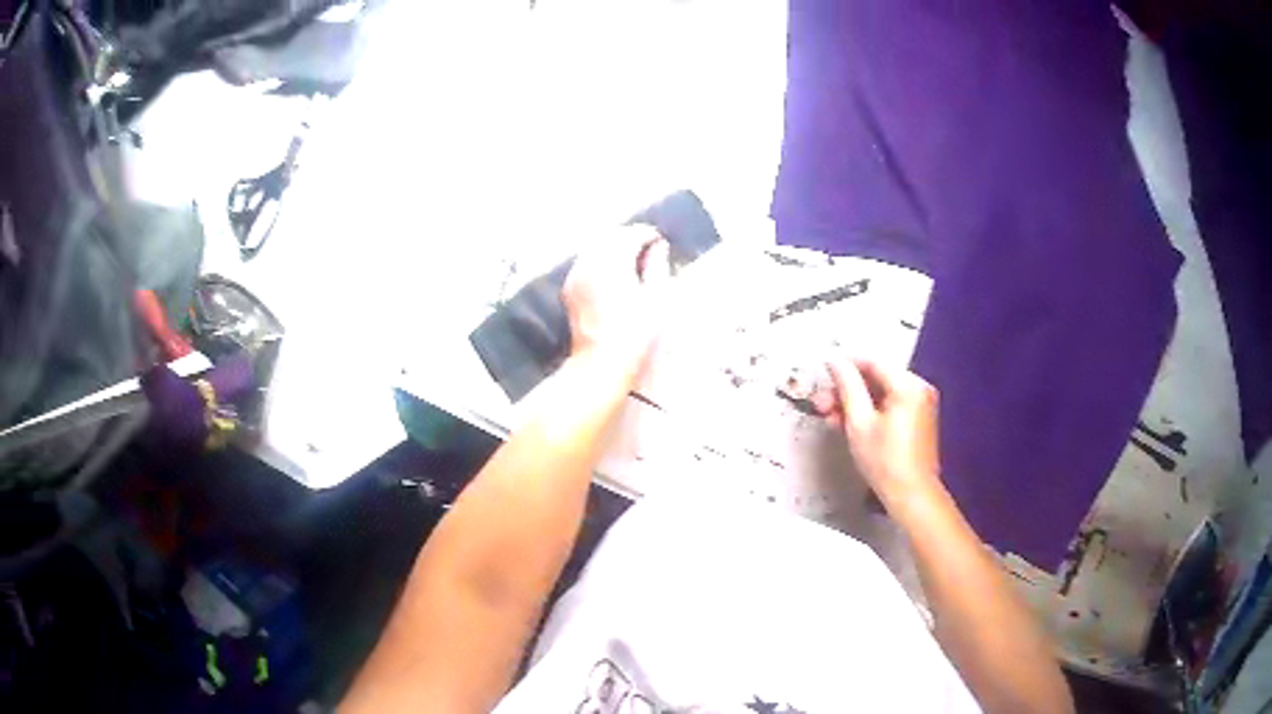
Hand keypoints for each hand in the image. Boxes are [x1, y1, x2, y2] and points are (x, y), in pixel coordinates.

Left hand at [563, 226, 670, 376]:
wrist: (601, 362)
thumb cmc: (635, 334)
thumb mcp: (657, 299)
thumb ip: (658, 266)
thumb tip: (659, 247)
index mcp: (612, 263)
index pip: (630, 235)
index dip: (646, 234)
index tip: (659, 239)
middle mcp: (589, 264)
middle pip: (609, 236)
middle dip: (628, 237)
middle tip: (647, 245)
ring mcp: (576, 276)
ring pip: (594, 248)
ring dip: (612, 247)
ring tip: (632, 258)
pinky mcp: (570, 289)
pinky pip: (585, 263)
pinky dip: (599, 260)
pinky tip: (614, 273)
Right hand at [814, 358, 942, 510]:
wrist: (912, 495)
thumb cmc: (885, 461)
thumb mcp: (859, 423)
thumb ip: (847, 387)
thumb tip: (835, 361)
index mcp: (908, 385)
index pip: (872, 362)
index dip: (845, 365)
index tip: (823, 372)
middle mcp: (918, 389)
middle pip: (876, 378)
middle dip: (847, 390)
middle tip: (822, 403)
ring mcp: (920, 404)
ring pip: (881, 394)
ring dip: (855, 403)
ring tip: (831, 418)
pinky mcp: (918, 420)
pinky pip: (890, 406)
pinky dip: (870, 412)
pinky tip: (849, 425)